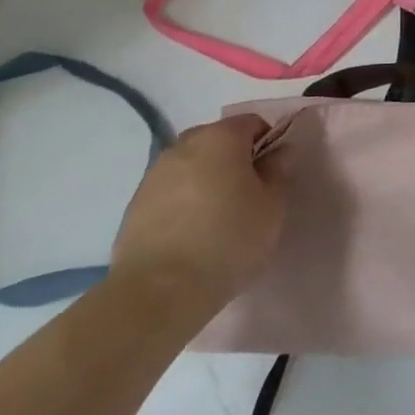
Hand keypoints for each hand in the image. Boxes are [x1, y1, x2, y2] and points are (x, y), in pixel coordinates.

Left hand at [110, 113, 286, 321]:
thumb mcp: (273, 205)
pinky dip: (184, 202)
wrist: (159, 291)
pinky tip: (192, 234)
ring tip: (218, 218)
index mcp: (220, 138)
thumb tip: (280, 151)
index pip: (252, 122)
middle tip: (249, 195)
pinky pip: (171, 191)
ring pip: (192, 165)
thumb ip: (279, 170)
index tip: (274, 175)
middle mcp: (183, 146)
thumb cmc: (229, 239)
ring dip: (207, 180)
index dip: (268, 143)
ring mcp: (154, 175)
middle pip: (218, 140)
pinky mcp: (134, 205)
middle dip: (235, 159)